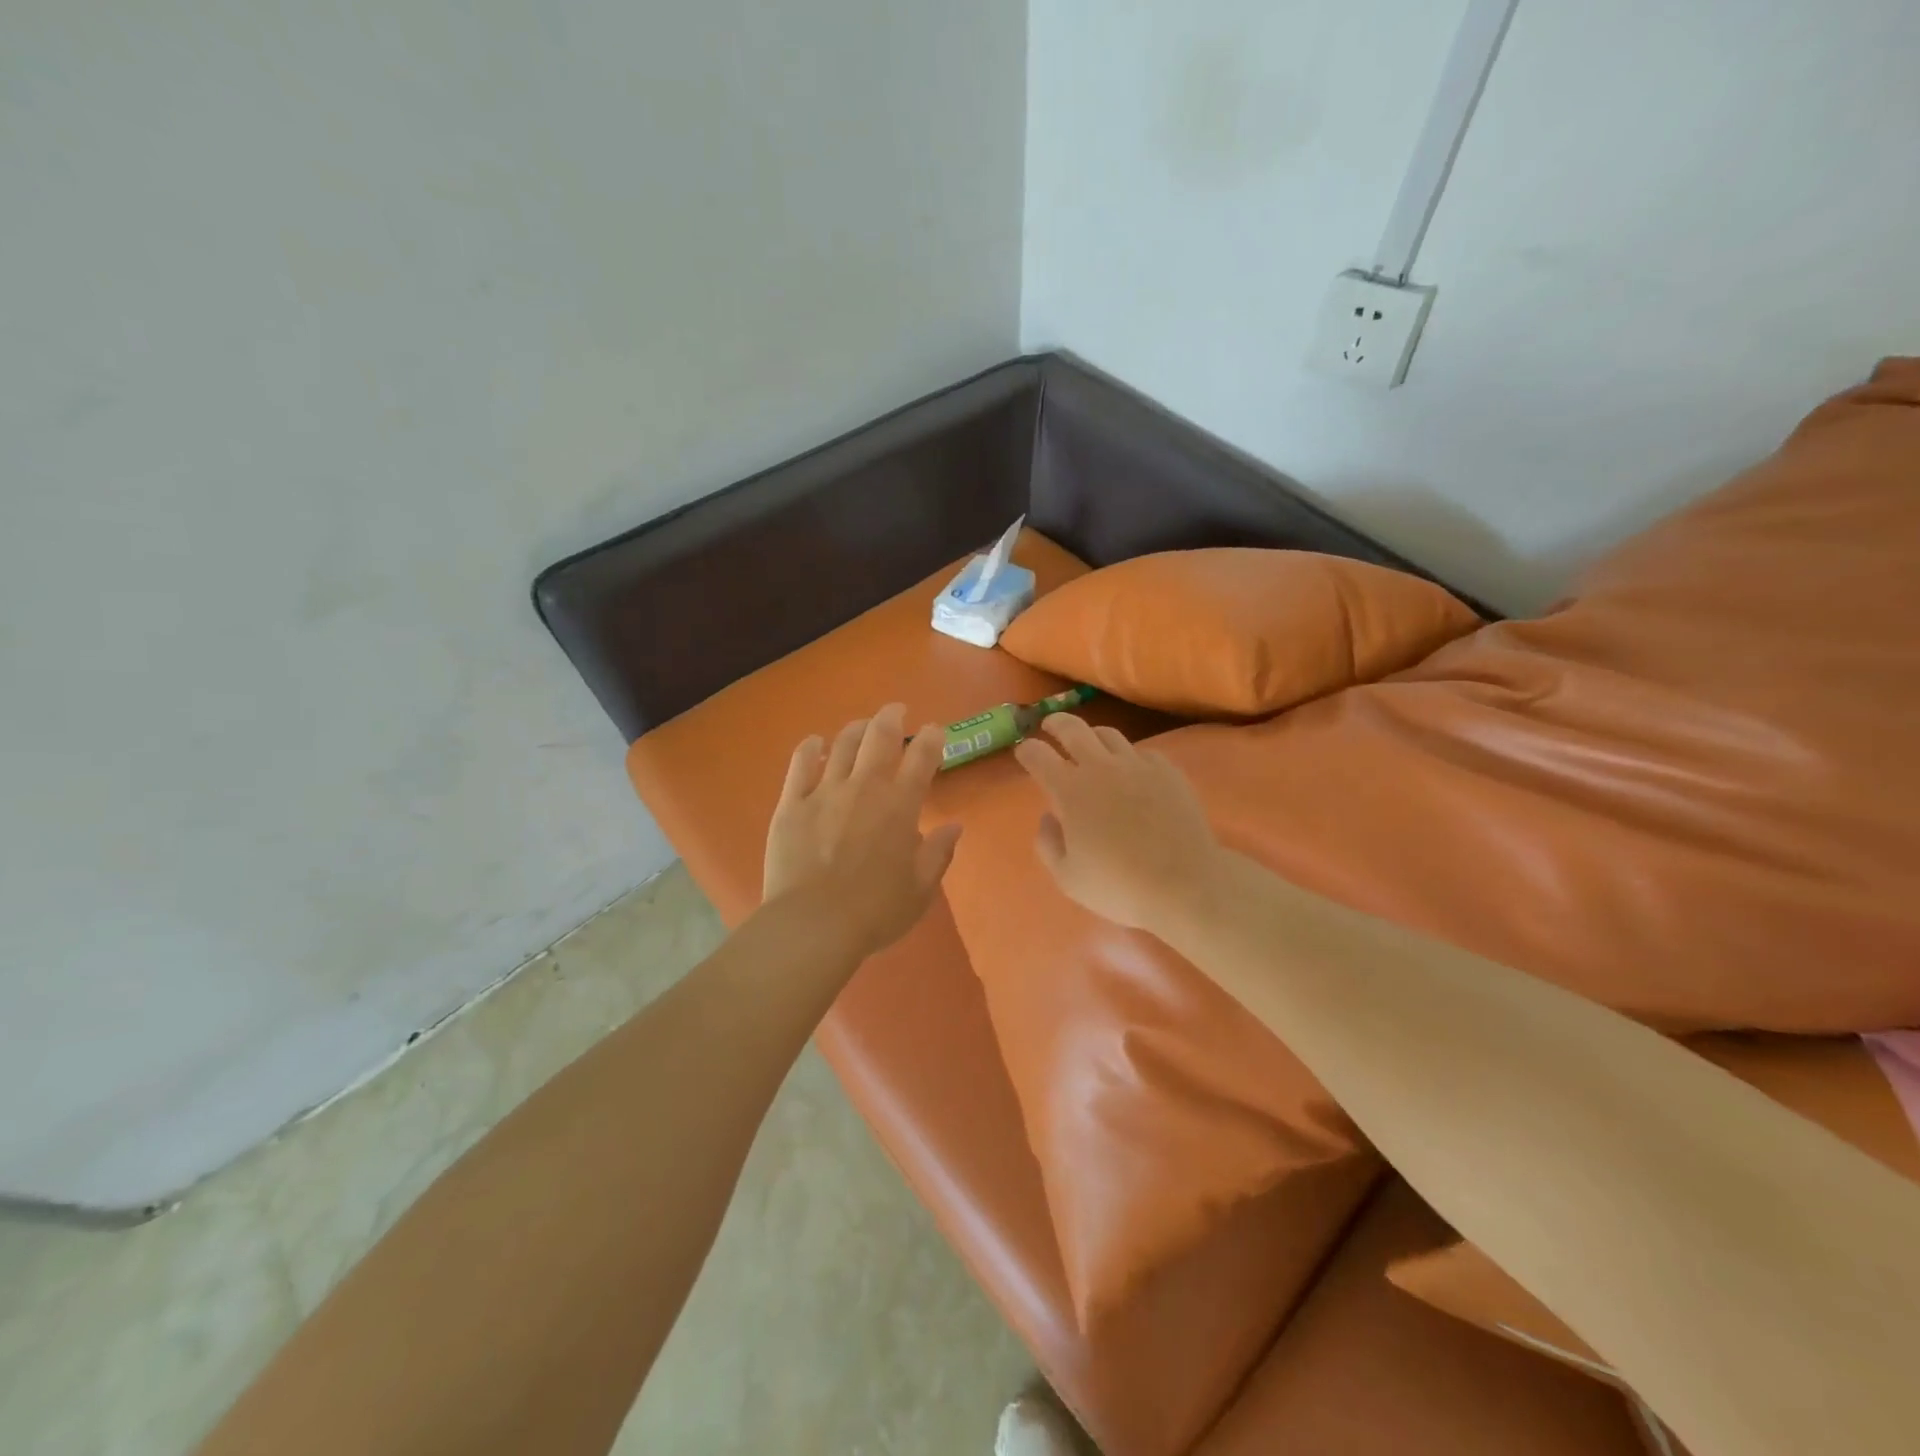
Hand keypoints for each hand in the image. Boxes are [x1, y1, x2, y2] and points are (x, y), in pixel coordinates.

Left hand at [762, 704, 962, 962]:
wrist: (814, 924)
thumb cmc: (876, 911)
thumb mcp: (920, 889)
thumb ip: (939, 853)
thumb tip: (954, 826)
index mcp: (901, 805)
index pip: (922, 757)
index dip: (931, 738)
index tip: (935, 730)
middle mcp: (865, 787)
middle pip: (880, 736)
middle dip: (892, 717)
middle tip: (896, 711)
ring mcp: (825, 791)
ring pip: (842, 743)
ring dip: (855, 728)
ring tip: (861, 726)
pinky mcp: (792, 803)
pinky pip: (800, 764)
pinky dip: (810, 748)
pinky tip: (814, 743)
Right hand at [1013, 715, 1224, 935]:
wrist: (1184, 884)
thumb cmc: (1119, 886)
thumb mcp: (1068, 878)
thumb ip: (1048, 844)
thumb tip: (1049, 818)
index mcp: (1070, 791)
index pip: (1038, 755)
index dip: (1026, 750)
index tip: (1023, 752)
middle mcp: (1101, 767)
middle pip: (1072, 728)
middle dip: (1055, 723)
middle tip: (1049, 726)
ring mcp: (1138, 765)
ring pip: (1108, 734)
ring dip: (1091, 736)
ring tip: (1089, 745)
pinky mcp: (1167, 771)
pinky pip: (1142, 752)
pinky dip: (1128, 756)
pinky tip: (1131, 771)